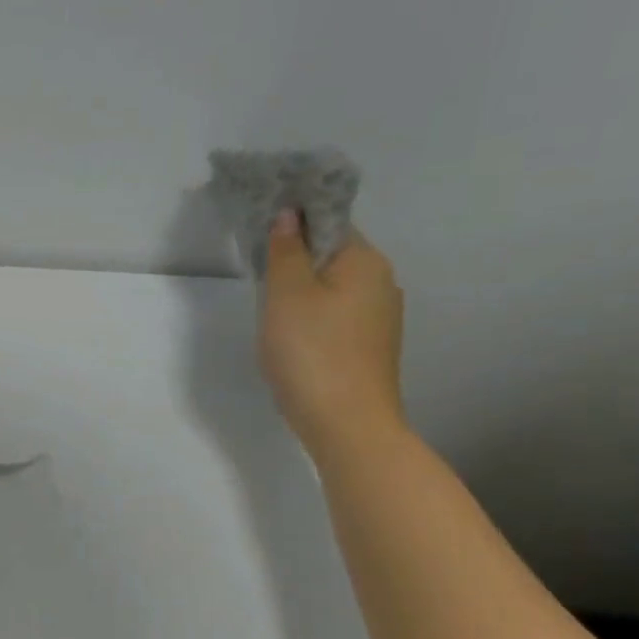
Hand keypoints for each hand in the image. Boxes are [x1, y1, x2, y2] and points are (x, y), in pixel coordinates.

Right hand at [259, 210, 407, 461]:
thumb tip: (289, 215)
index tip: (260, 226)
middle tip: (256, 269)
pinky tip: (291, 334)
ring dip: (302, 287)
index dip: (294, 219)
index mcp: (365, 261)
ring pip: (333, 286)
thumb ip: (286, 251)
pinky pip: (337, 314)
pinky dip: (313, 314)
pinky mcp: (369, 346)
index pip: (329, 221)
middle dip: (296, 256)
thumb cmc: (312, 352)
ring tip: (268, 305)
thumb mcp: (286, 294)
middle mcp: (381, 282)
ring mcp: (379, 317)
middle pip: (332, 253)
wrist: (347, 424)